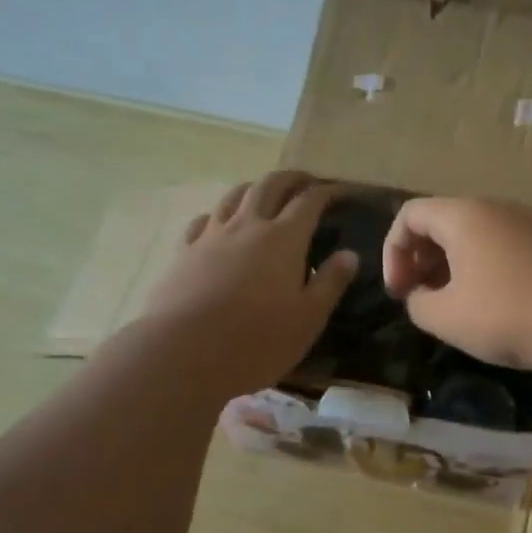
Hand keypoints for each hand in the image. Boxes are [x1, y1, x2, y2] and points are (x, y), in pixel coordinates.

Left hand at [141, 172, 357, 392]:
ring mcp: (212, 236)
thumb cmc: (256, 340)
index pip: (309, 201)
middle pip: (270, 185)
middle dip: (291, 179)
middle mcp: (248, 225)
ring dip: (255, 187)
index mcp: (284, 238)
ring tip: (265, 193)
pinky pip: (204, 220)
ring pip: (235, 195)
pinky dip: (219, 214)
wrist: (182, 353)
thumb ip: (330, 283)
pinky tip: (220, 223)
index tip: (339, 192)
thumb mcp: (308, 319)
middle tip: (305, 182)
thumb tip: (349, 254)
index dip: (326, 192)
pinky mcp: (184, 252)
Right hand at [381, 197, 531, 371]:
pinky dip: (483, 268)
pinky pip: (503, 246)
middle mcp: (496, 208)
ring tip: (453, 305)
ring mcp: (530, 224)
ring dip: (452, 266)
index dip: (393, 251)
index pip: (410, 214)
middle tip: (419, 297)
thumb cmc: (509, 314)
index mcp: (464, 216)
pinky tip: (492, 305)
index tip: (399, 292)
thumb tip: (421, 297)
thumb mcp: (447, 318)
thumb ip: (418, 305)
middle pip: (443, 221)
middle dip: (420, 258)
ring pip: (475, 235)